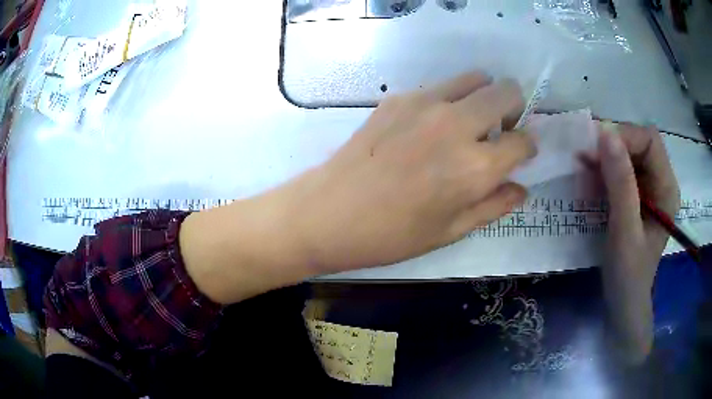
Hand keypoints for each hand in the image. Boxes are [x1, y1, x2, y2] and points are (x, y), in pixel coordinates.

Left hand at [181, 72, 535, 303]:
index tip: (520, 154)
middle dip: (514, 109)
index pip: (523, 141)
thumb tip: (522, 187)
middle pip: (507, 92)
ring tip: (469, 123)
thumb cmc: (391, 234)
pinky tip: (430, 126)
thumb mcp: (450, 231)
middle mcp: (456, 125)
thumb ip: (494, 205)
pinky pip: (441, 87)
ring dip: (484, 97)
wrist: (328, 212)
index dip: (527, 147)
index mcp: (475, 168)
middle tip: (500, 130)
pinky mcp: (398, 97)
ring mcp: (425, 104)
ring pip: (476, 78)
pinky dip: (450, 99)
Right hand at [584, 123, 679, 364]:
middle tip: (585, 158)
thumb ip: (620, 183)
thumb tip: (605, 132)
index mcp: (667, 188)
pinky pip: (621, 169)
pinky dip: (603, 169)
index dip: (625, 137)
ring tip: (584, 168)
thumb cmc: (628, 274)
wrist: (623, 302)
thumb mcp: (625, 230)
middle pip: (639, 143)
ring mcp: (649, 188)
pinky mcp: (637, 195)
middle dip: (613, 145)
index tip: (596, 148)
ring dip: (605, 156)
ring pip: (628, 153)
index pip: (650, 141)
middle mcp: (661, 181)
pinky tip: (590, 179)